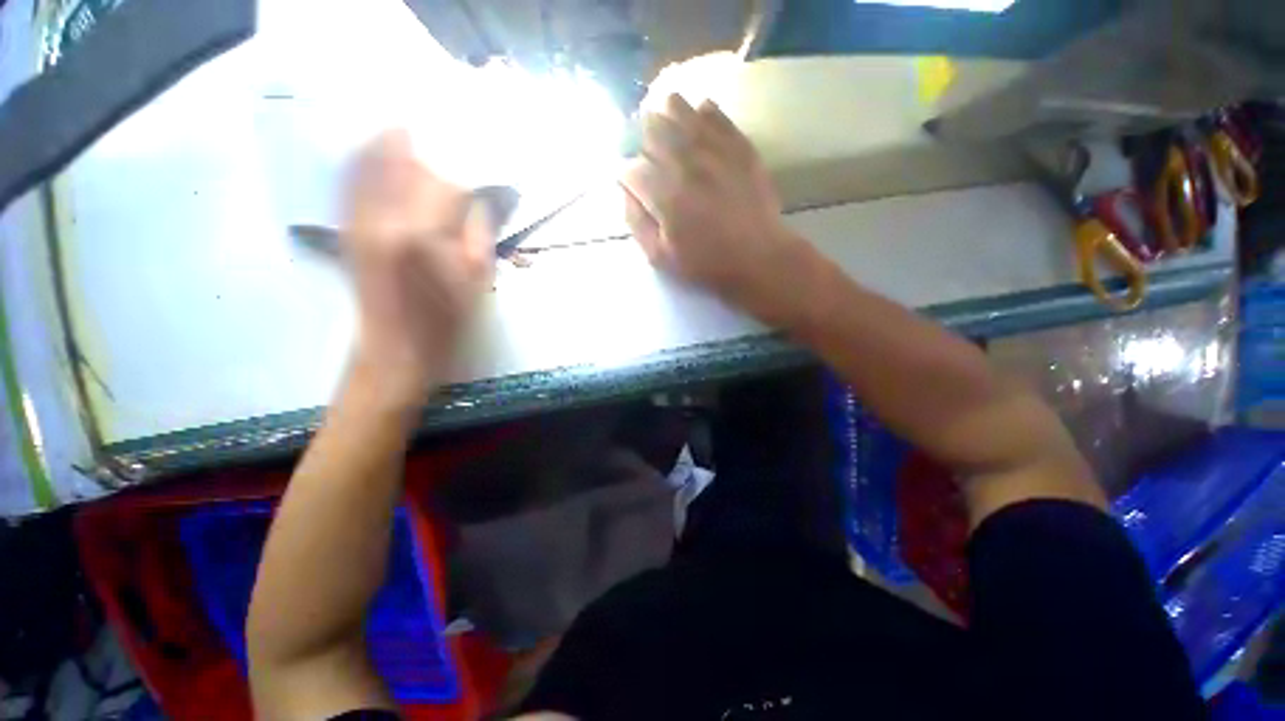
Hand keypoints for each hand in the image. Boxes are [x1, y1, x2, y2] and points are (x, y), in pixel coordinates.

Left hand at [343, 130, 492, 407]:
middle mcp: (383, 215)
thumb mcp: (478, 280)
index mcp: (422, 233)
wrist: (395, 349)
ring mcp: (358, 218)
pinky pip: (352, 178)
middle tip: (454, 161)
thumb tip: (481, 199)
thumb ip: (480, 231)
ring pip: (374, 161)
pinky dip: (366, 156)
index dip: (472, 181)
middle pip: (410, 163)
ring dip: (397, 144)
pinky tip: (379, 146)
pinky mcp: (348, 226)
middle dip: (437, 158)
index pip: (449, 184)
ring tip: (414, 134)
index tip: (488, 185)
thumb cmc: (445, 321)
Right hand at [620, 94, 810, 324]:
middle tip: (647, 150)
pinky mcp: (738, 145)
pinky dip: (702, 110)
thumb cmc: (706, 263)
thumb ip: (636, 222)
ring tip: (664, 118)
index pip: (631, 170)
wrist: (758, 257)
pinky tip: (698, 114)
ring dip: (666, 113)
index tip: (630, 182)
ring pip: (680, 112)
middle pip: (652, 131)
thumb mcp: (660, 257)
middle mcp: (685, 164)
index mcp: (663, 196)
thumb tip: (625, 191)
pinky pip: (716, 114)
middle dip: (642, 138)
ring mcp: (713, 150)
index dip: (625, 174)